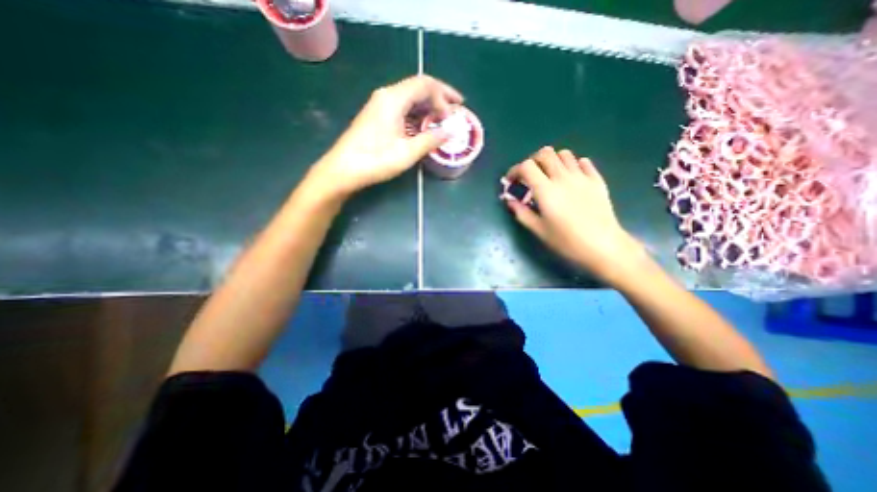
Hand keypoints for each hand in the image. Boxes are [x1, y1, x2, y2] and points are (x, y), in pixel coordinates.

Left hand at [308, 75, 461, 194]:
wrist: (343, 169)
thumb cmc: (375, 160)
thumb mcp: (407, 152)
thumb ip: (430, 140)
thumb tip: (449, 132)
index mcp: (394, 99)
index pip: (425, 84)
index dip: (444, 95)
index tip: (455, 113)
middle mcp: (387, 96)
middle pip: (418, 87)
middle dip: (439, 98)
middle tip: (455, 110)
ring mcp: (380, 106)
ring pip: (410, 98)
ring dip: (429, 107)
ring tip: (443, 121)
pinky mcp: (377, 117)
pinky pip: (403, 109)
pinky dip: (417, 115)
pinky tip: (424, 127)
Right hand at [504, 147, 646, 283]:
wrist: (603, 246)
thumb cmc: (567, 241)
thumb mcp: (539, 230)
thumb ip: (521, 213)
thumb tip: (510, 201)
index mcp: (546, 190)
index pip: (526, 167)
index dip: (514, 170)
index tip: (511, 181)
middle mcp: (563, 178)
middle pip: (545, 153)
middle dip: (532, 161)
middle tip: (529, 176)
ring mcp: (582, 177)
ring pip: (564, 154)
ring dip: (552, 161)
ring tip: (549, 176)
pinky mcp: (597, 180)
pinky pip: (583, 162)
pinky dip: (572, 165)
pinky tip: (570, 178)